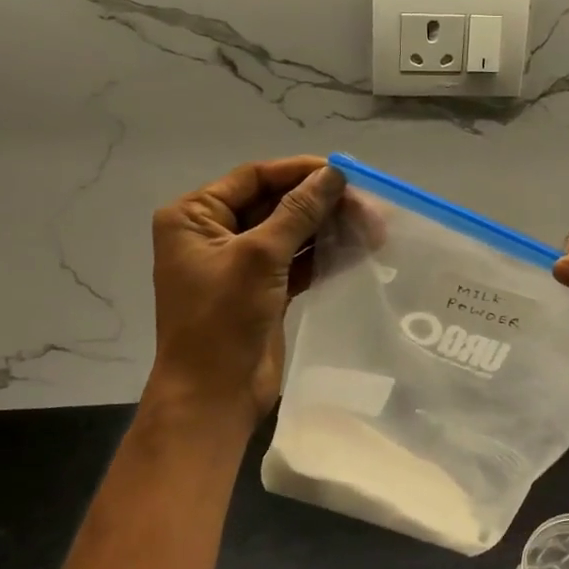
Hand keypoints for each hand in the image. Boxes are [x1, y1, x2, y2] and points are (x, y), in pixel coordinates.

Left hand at [145, 157, 344, 426]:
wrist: (214, 396)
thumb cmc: (222, 320)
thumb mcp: (259, 257)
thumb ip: (298, 212)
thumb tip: (334, 174)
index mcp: (195, 216)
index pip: (254, 178)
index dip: (300, 172)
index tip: (345, 172)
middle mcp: (214, 233)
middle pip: (276, 203)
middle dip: (321, 203)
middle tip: (368, 207)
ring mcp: (239, 263)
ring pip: (291, 232)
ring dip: (329, 229)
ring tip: (373, 228)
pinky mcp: (263, 289)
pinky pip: (297, 261)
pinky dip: (325, 255)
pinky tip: (359, 250)